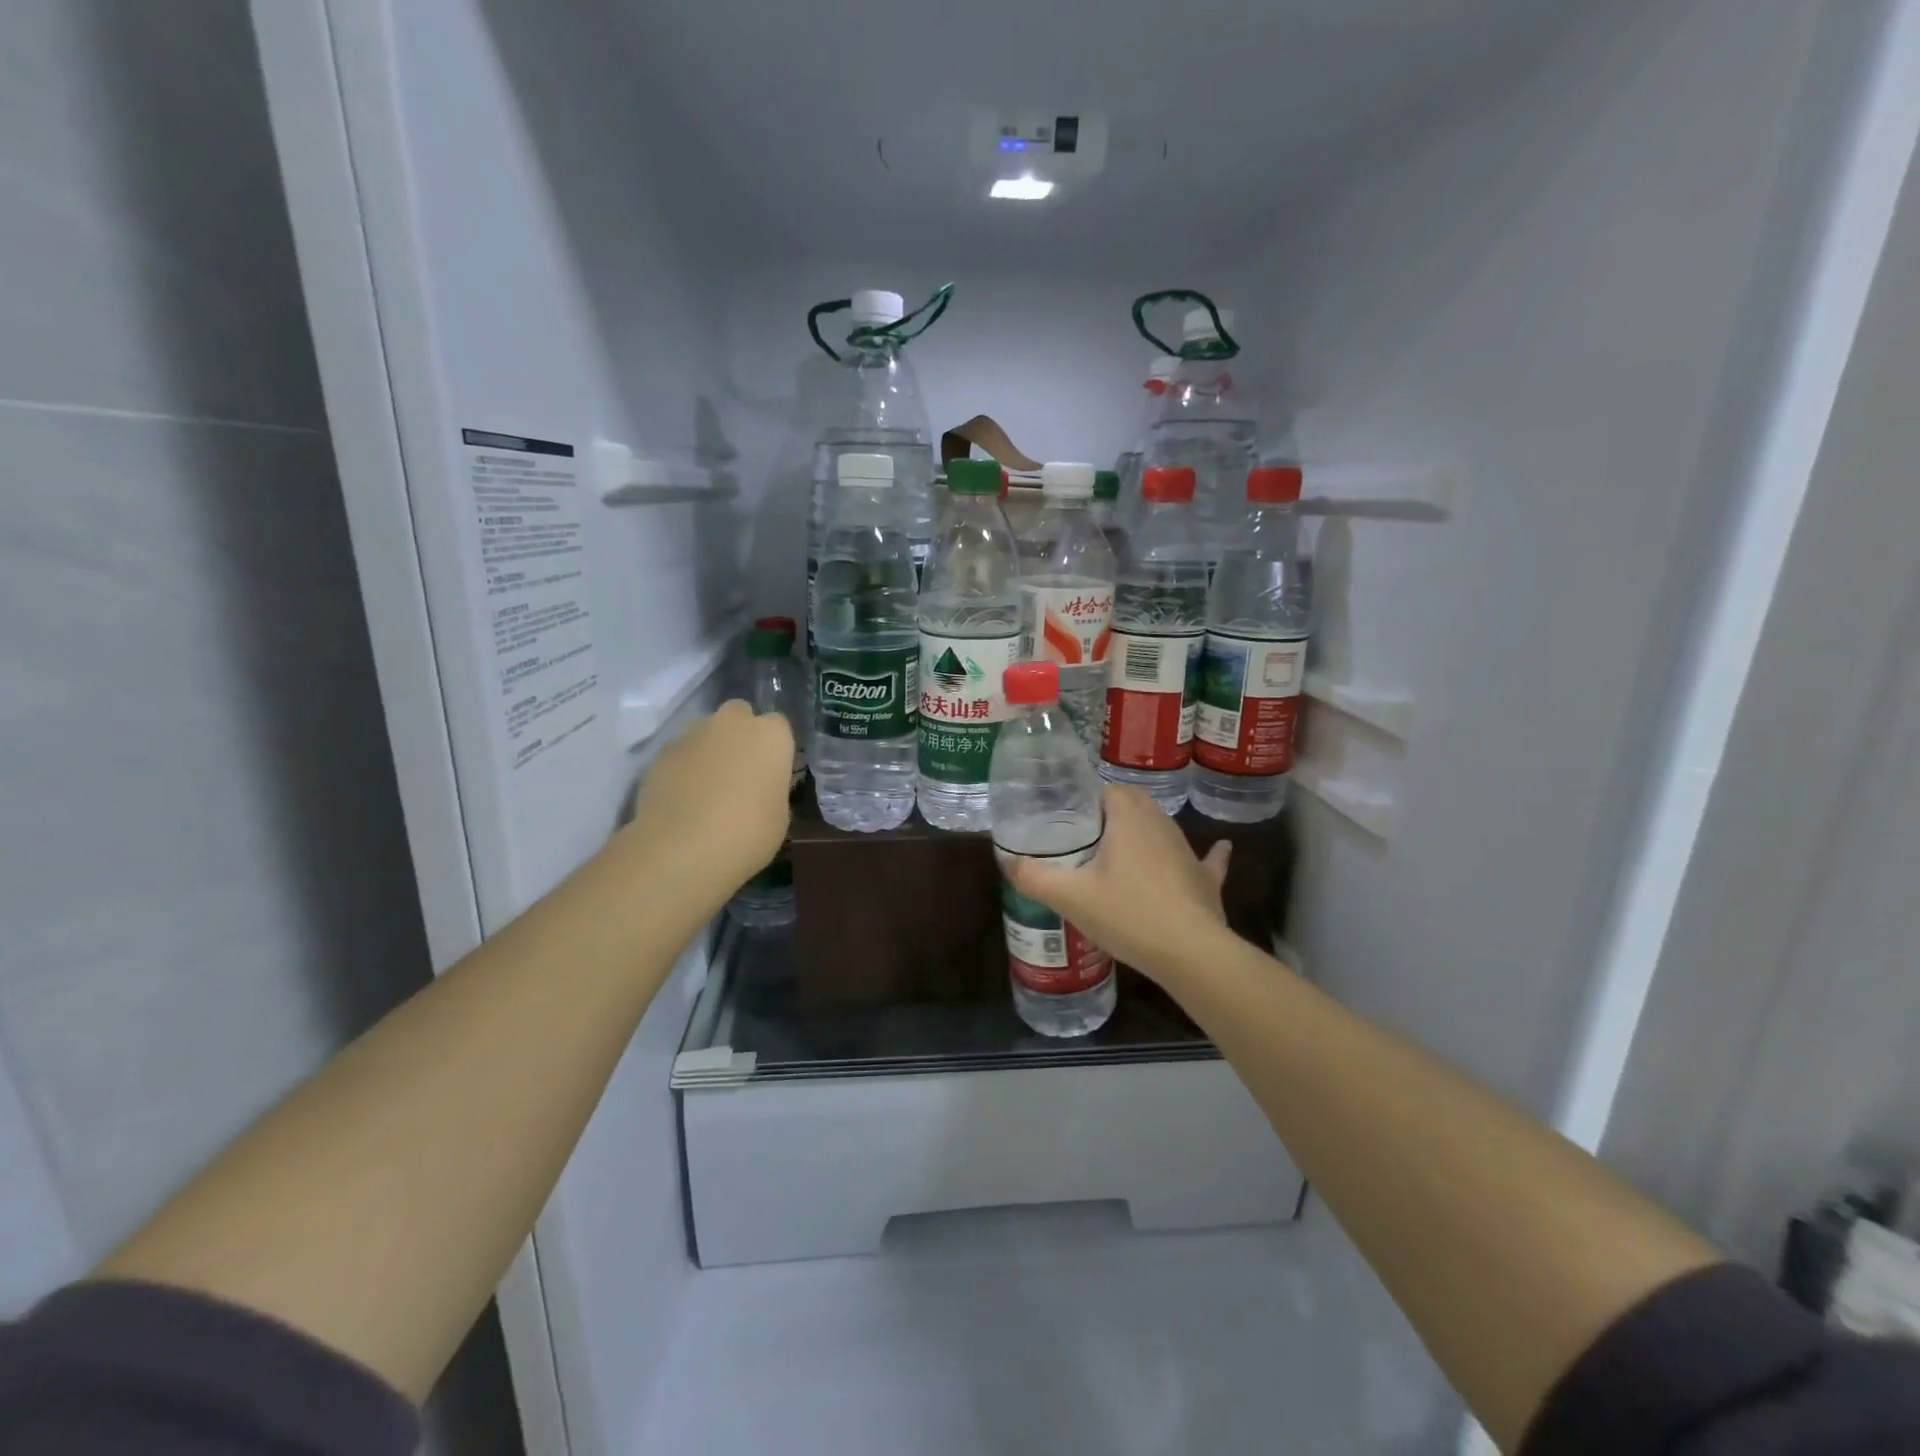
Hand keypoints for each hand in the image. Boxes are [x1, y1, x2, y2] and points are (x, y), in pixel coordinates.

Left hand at [627, 700, 793, 896]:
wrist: (683, 848)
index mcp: (771, 735)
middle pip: (739, 716)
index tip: (770, 772)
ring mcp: (693, 733)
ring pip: (706, 732)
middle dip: (739, 736)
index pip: (778, 726)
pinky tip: (682, 799)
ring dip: (709, 750)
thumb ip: (771, 789)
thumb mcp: (779, 815)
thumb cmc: (747, 833)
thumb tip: (760, 787)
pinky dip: (683, 768)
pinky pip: (680, 753)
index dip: (773, 748)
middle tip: (739, 772)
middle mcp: (733, 722)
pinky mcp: (661, 751)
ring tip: (706, 788)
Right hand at [1005, 784, 1231, 980]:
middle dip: (1110, 816)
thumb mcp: (1069, 896)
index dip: (1084, 802)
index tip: (1065, 823)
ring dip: (1142, 836)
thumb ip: (1033, 875)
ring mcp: (1187, 850)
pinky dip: (1206, 855)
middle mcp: (1161, 823)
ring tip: (1116, 856)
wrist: (1190, 953)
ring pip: (1161, 829)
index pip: (1105, 790)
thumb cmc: (1127, 914)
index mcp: (1129, 817)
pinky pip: (1205, 859)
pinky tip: (1218, 849)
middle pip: (1133, 804)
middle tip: (1083, 841)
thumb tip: (1007, 860)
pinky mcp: (1204, 879)